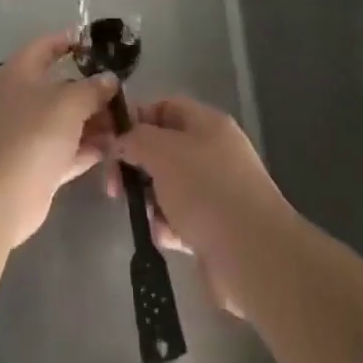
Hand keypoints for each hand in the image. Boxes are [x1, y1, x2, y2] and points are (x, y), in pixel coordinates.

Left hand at [0, 28, 117, 248]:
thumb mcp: (69, 102)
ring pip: (67, 120)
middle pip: (61, 86)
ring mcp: (28, 134)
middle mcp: (22, 99)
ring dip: (95, 121)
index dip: (69, 40)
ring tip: (127, 121)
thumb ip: (93, 88)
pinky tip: (115, 147)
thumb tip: (109, 79)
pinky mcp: (37, 166)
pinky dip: (89, 148)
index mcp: (20, 73)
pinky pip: (68, 150)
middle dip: (92, 89)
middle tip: (124, 92)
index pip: (45, 46)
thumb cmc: (31, 135)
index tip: (97, 43)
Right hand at [107, 96, 294, 317]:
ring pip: (168, 187)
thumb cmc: (206, 190)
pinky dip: (168, 227)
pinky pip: (180, 220)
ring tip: (151, 217)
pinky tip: (167, 238)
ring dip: (152, 202)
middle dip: (137, 167)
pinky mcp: (216, 227)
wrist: (253, 255)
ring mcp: (217, 191)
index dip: (135, 120)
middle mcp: (214, 152)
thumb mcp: (162, 151)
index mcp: (207, 124)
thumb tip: (121, 143)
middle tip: (115, 188)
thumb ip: (135, 139)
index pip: (164, 107)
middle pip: (163, 149)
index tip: (110, 143)